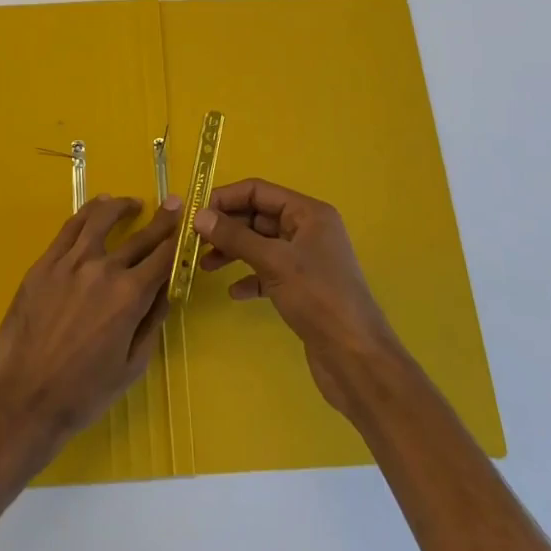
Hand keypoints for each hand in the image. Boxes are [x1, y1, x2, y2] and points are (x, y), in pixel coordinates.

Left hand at [0, 194, 182, 450]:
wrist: (24, 398)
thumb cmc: (83, 392)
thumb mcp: (132, 366)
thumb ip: (151, 322)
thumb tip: (165, 289)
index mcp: (130, 296)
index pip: (164, 257)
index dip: (179, 239)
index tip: (189, 224)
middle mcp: (104, 269)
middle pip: (140, 237)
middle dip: (162, 220)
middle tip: (173, 203)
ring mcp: (71, 262)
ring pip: (101, 219)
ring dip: (122, 207)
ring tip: (132, 204)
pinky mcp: (45, 263)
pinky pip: (70, 227)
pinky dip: (88, 212)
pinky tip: (97, 208)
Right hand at [193, 178, 405, 414]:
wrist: (356, 359)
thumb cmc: (319, 299)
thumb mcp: (274, 262)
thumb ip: (235, 237)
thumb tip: (199, 216)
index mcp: (308, 213)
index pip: (259, 191)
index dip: (226, 198)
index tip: (196, 213)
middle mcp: (308, 230)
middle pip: (259, 217)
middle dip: (227, 227)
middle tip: (194, 241)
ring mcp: (306, 260)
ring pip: (261, 245)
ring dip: (233, 252)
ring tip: (204, 265)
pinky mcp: (302, 288)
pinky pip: (268, 272)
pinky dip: (249, 277)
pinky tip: (233, 292)